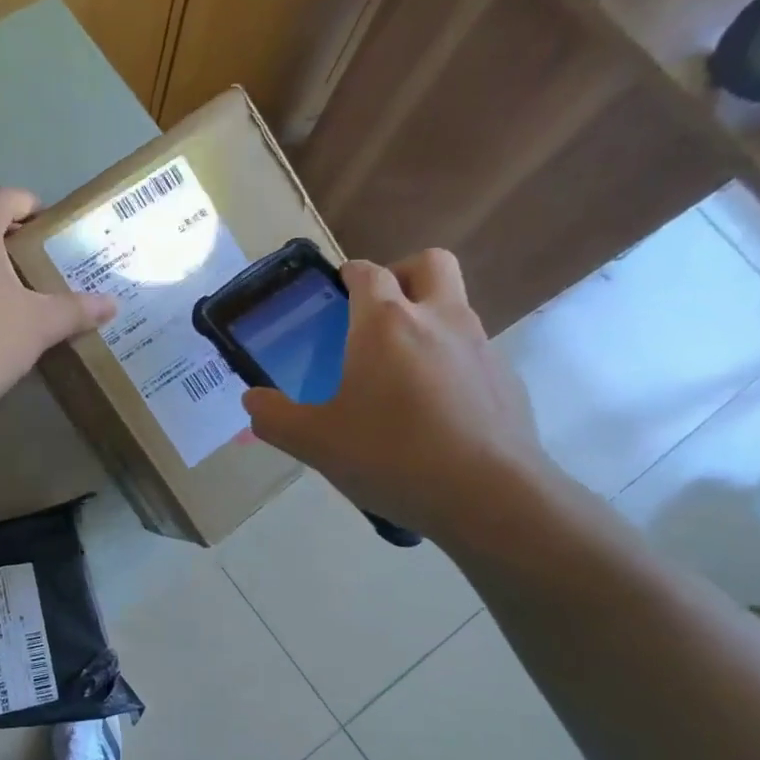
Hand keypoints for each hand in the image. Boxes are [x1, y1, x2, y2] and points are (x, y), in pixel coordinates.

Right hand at [241, 250, 553, 544]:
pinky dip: (452, 360)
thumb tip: (252, 401)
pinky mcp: (506, 378)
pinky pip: (474, 350)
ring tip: (402, 368)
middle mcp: (437, 319)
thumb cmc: (391, 456)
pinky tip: (436, 408)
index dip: (350, 275)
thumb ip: (275, 418)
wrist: (488, 495)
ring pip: (455, 305)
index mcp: (385, 323)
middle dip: (401, 274)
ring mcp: (479, 346)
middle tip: (378, 312)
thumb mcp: (315, 443)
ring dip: (429, 316)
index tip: (337, 292)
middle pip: (428, 264)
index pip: (367, 272)